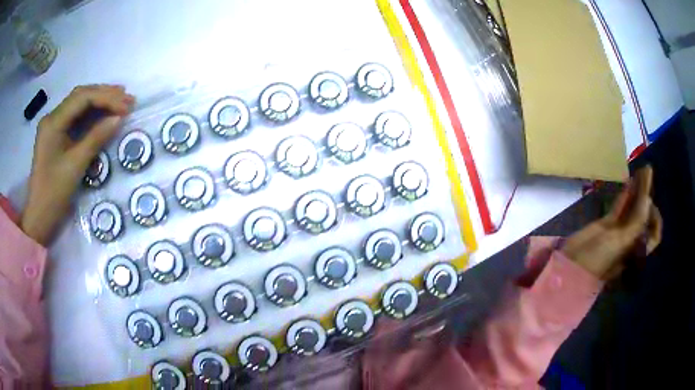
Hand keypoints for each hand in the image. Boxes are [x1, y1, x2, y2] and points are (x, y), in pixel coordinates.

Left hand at [21, 85, 133, 244]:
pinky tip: (103, 113)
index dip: (106, 98)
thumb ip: (96, 138)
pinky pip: (75, 117)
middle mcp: (52, 117)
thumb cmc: (53, 194)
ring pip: (79, 104)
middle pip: (81, 96)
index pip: (83, 98)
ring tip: (120, 102)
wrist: (38, 217)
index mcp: (53, 122)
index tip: (126, 106)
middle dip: (105, 95)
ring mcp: (53, 125)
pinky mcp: (56, 135)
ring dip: (100, 101)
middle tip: (127, 100)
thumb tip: (119, 119)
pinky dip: (91, 113)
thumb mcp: (75, 166)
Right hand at [562, 166, 662, 280]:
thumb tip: (648, 197)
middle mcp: (631, 239)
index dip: (656, 218)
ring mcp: (620, 231)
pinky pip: (621, 207)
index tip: (650, 203)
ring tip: (641, 171)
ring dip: (638, 191)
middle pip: (644, 216)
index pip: (654, 234)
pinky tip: (630, 181)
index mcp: (637, 250)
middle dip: (647, 197)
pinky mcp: (608, 223)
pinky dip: (626, 195)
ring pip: (633, 209)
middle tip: (647, 174)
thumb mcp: (620, 243)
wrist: (572, 265)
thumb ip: (636, 222)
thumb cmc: (598, 260)